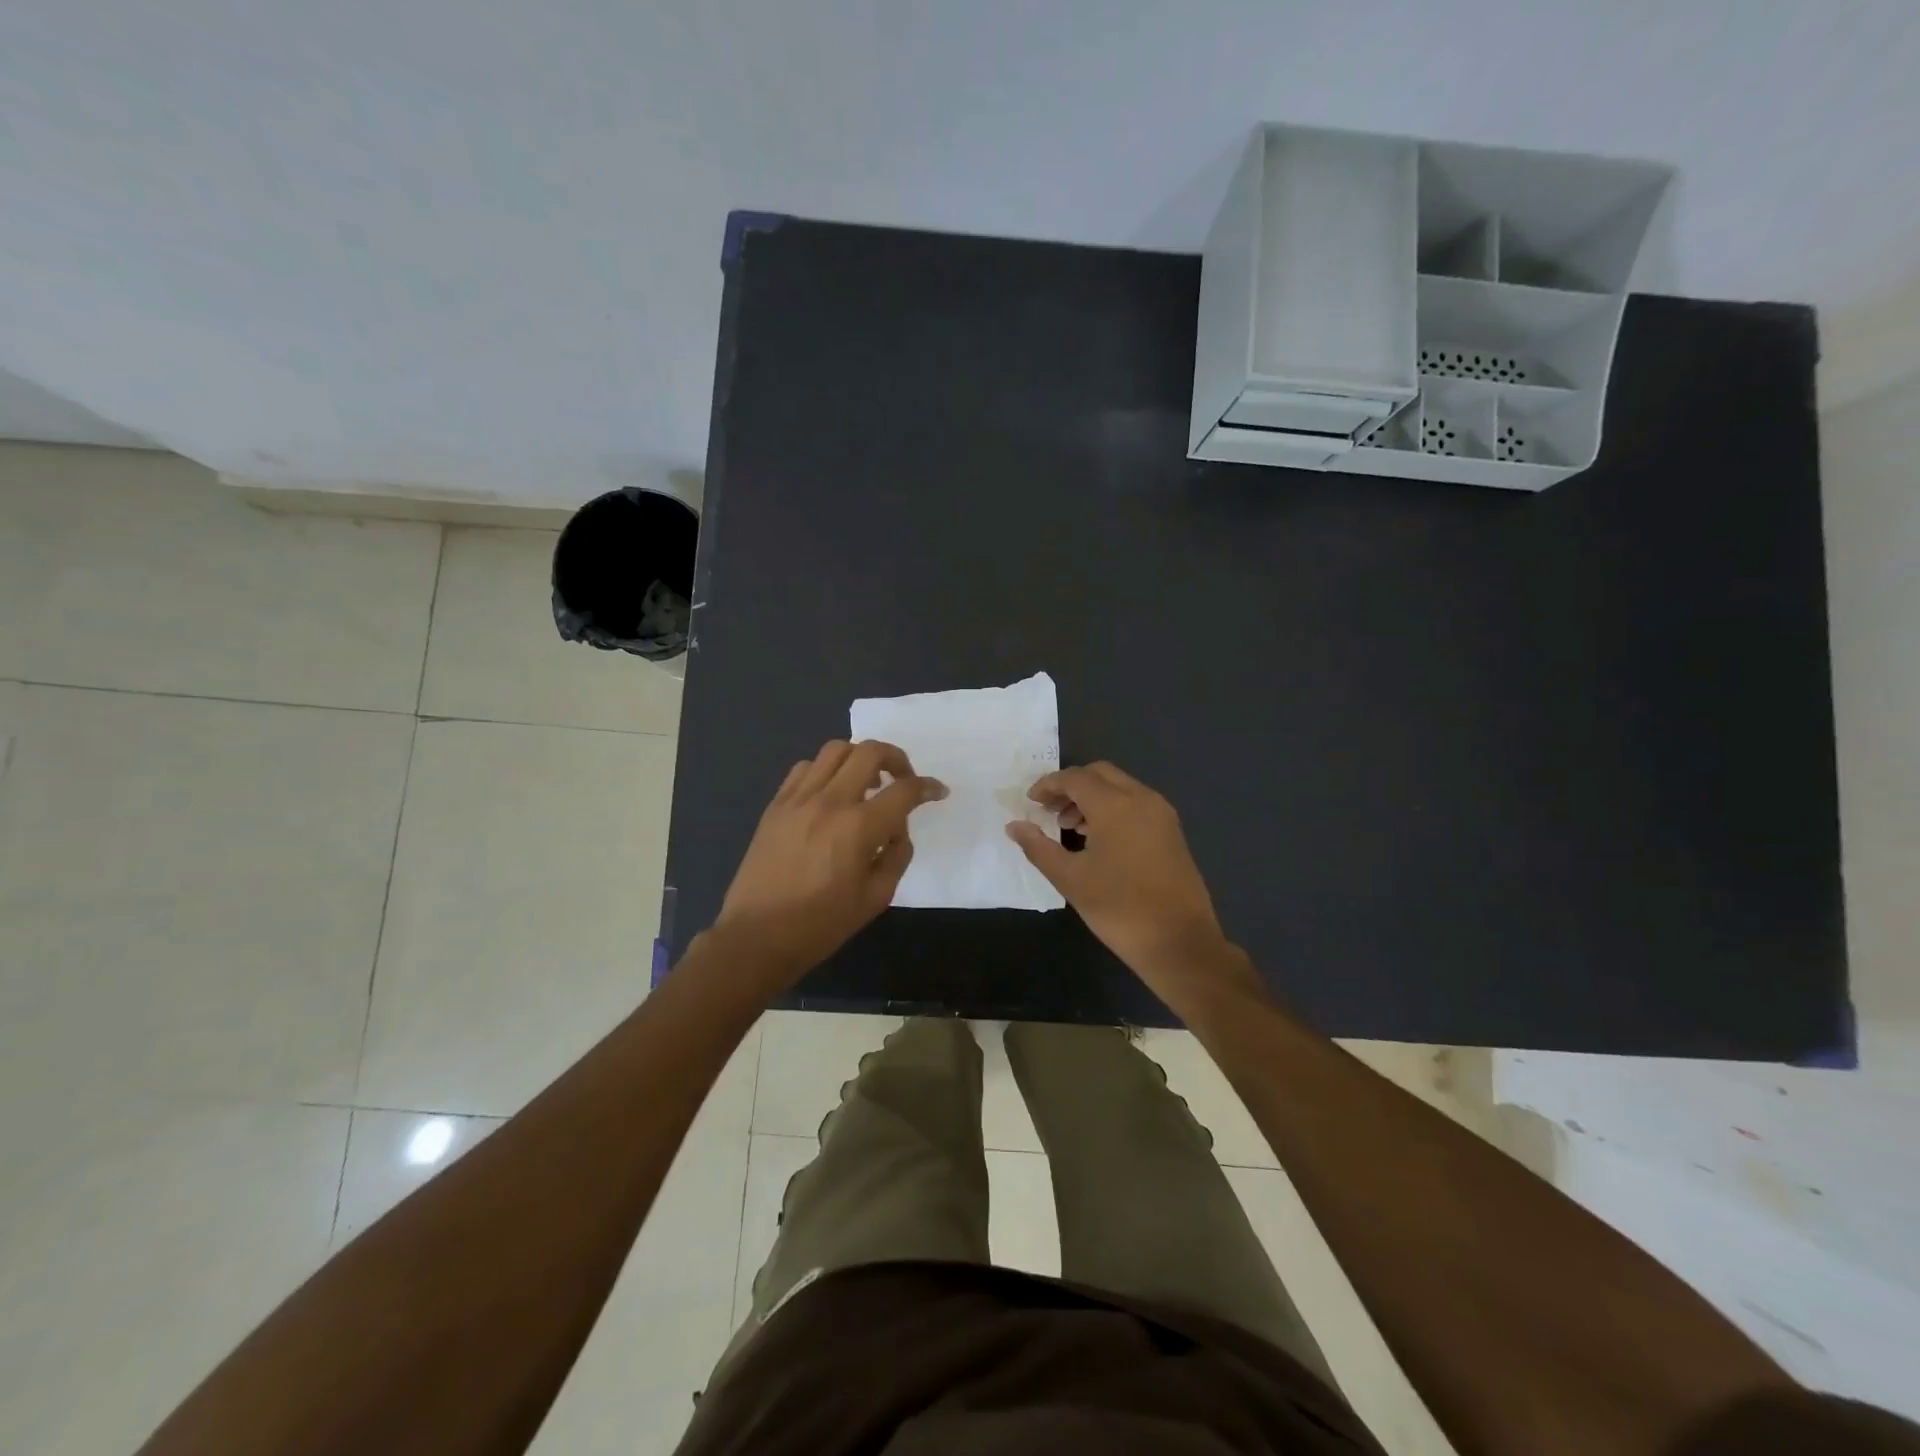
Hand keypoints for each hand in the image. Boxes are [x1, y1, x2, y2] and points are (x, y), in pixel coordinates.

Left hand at [713, 740, 945, 988]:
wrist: (757, 936)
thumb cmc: (821, 924)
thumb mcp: (876, 897)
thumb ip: (896, 856)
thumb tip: (897, 830)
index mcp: (859, 827)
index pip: (904, 790)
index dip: (928, 787)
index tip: (937, 792)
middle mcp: (830, 801)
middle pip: (870, 752)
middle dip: (896, 758)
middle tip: (903, 779)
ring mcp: (799, 798)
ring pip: (836, 750)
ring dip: (860, 758)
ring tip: (866, 783)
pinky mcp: (776, 804)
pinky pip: (806, 768)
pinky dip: (826, 770)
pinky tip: (830, 793)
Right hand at [1007, 762, 1253, 1004]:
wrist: (1179, 942)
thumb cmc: (1119, 908)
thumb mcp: (1070, 878)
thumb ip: (1038, 847)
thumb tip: (1014, 826)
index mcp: (1115, 805)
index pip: (1075, 778)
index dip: (1048, 785)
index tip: (1031, 802)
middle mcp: (1141, 798)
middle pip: (1099, 774)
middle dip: (1071, 786)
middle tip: (1049, 811)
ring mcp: (1161, 814)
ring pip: (1120, 787)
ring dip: (1092, 797)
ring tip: (1070, 828)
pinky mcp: (1172, 831)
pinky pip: (1136, 803)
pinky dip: (1113, 807)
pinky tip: (1099, 839)